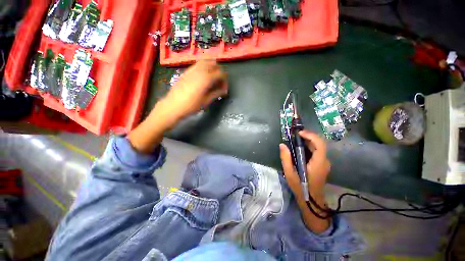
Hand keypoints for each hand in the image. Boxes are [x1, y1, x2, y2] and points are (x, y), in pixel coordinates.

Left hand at [162, 60, 227, 124]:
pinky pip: (197, 64)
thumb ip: (216, 93)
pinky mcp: (186, 71)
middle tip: (219, 83)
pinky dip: (204, 67)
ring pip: (205, 61)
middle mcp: (200, 70)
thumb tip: (224, 90)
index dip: (225, 80)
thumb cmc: (191, 105)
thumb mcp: (206, 101)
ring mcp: (192, 69)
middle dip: (219, 72)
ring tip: (212, 77)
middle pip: (214, 64)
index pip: (221, 73)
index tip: (224, 89)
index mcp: (206, 78)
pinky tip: (203, 77)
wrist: (173, 105)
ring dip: (211, 67)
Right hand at [279, 130, 329, 200]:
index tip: (299, 133)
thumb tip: (282, 145)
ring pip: (318, 146)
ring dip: (308, 140)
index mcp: (318, 163)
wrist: (311, 200)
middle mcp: (324, 161)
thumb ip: (286, 158)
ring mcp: (324, 163)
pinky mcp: (322, 164)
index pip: (320, 144)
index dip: (311, 136)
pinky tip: (300, 147)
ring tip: (296, 139)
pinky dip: (309, 146)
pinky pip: (317, 151)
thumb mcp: (289, 173)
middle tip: (295, 134)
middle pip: (319, 143)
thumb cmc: (300, 187)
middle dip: (308, 136)